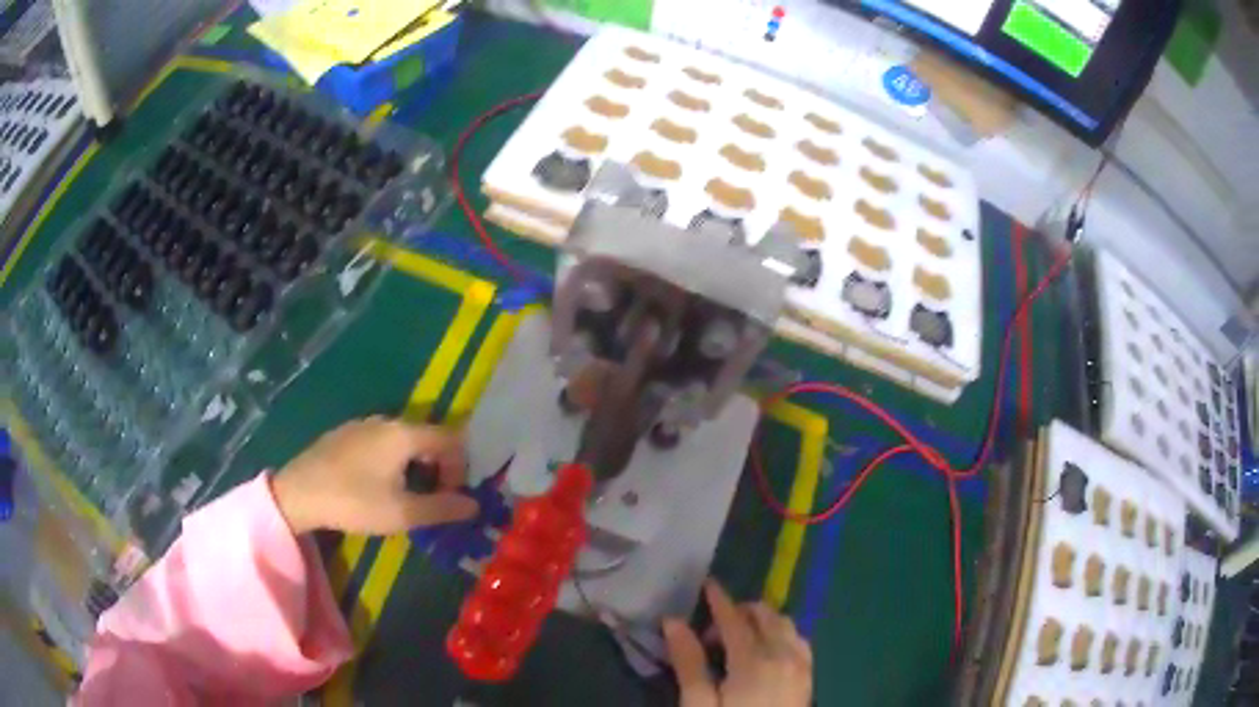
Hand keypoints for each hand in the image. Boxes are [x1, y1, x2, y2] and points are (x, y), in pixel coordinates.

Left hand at [272, 417, 477, 534]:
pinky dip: (393, 461)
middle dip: (439, 469)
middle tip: (431, 501)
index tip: (451, 497)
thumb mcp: (402, 513)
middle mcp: (386, 421)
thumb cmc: (354, 502)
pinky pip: (381, 443)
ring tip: (405, 497)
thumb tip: (474, 505)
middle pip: (427, 438)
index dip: (460, 468)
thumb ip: (442, 508)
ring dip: (415, 466)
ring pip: (403, 441)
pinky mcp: (345, 434)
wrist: (297, 493)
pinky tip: (376, 486)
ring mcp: (363, 425)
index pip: (451, 440)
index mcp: (404, 434)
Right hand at [663, 580, 812, 706]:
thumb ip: (689, 662)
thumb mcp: (698, 705)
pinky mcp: (809, 677)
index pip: (735, 618)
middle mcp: (785, 654)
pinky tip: (768, 650)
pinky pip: (799, 640)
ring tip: (737, 641)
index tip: (707, 583)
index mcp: (755, 660)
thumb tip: (673, 621)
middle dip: (738, 613)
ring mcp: (802, 665)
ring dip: (762, 621)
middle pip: (764, 616)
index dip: (719, 600)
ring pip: (785, 624)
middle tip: (711, 634)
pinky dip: (781, 634)